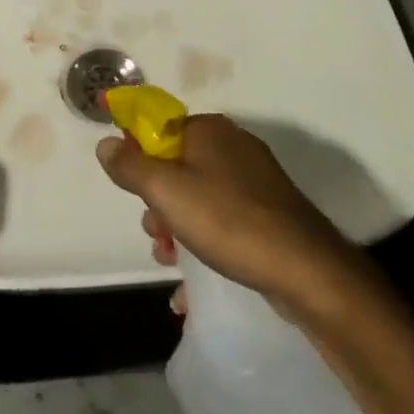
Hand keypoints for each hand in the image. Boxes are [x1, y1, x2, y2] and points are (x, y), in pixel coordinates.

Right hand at [96, 114, 363, 312]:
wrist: (308, 271)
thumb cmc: (229, 221)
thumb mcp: (166, 191)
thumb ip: (130, 166)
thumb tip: (105, 143)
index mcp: (209, 130)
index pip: (159, 128)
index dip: (139, 157)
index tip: (133, 192)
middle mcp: (233, 147)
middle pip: (177, 166)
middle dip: (158, 203)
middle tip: (156, 235)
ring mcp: (255, 182)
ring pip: (199, 198)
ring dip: (177, 228)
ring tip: (170, 262)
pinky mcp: (270, 215)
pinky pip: (223, 221)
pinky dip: (204, 244)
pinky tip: (192, 284)